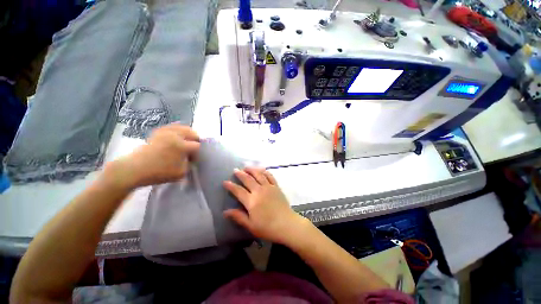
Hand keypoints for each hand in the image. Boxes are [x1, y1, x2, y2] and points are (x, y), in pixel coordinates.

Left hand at [104, 123, 199, 189]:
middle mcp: (175, 135)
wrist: (134, 169)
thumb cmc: (159, 172)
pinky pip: (172, 127)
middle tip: (193, 148)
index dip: (198, 152)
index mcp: (181, 145)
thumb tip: (192, 158)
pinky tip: (177, 137)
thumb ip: (190, 164)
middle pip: (192, 132)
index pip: (197, 145)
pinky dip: (178, 130)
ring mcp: (166, 132)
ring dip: (188, 134)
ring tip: (187, 141)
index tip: (194, 158)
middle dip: (195, 140)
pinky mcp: (158, 132)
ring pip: (183, 127)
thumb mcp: (181, 173)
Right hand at [223, 167, 309, 244]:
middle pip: (248, 179)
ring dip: (252, 170)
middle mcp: (259, 191)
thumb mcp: (250, 225)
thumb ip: (238, 217)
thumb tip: (225, 211)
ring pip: (259, 175)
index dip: (231, 186)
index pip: (238, 191)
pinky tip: (261, 170)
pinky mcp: (276, 187)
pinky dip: (265, 172)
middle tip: (235, 170)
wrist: (286, 224)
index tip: (225, 182)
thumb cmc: (267, 228)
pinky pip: (270, 176)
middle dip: (240, 174)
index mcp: (251, 201)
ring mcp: (269, 187)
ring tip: (246, 167)